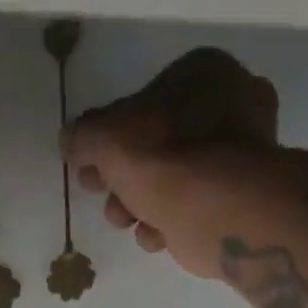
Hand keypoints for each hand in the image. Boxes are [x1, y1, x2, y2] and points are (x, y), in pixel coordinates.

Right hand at [61, 48, 284, 278]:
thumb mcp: (104, 138)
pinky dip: (168, 222)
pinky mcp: (236, 201)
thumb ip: (83, 136)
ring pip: (170, 179)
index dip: (108, 136)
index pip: (144, 101)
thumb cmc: (163, 158)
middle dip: (121, 175)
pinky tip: (156, 232)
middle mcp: (229, 107)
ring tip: (125, 219)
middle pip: (155, 144)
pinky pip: (189, 207)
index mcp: (203, 74)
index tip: (87, 165)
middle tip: (98, 192)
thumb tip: (70, 139)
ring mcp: (237, 156)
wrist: (218, 211)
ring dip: (137, 204)